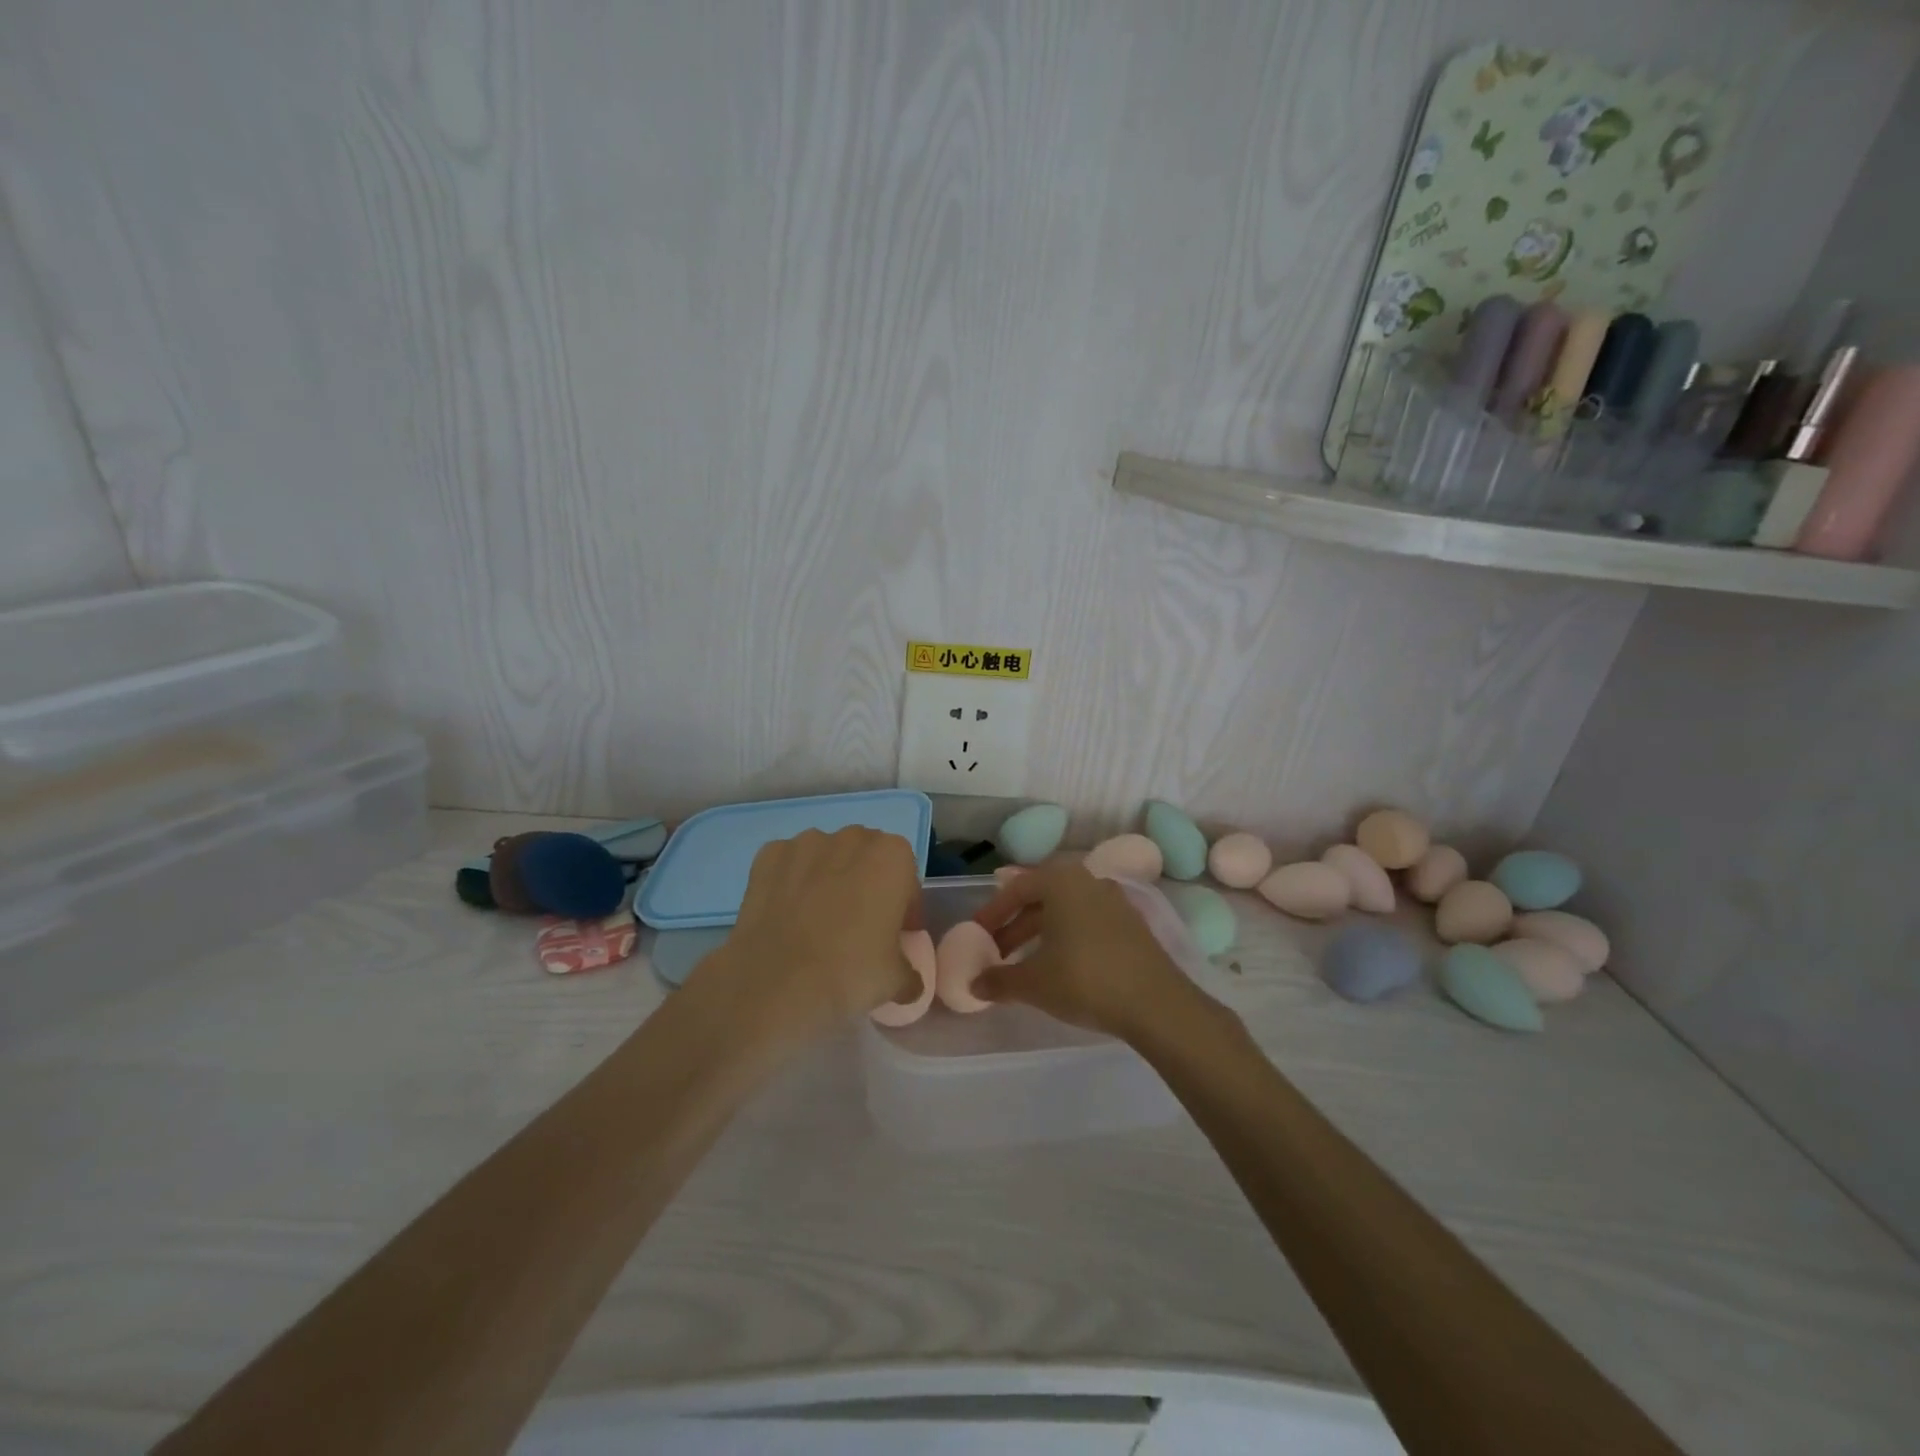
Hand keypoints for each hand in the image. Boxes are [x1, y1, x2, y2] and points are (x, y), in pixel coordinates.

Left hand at [693, 827, 922, 1043]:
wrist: (774, 987)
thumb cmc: (849, 975)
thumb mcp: (898, 983)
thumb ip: (910, 971)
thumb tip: (907, 978)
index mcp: (891, 856)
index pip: (906, 877)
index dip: (903, 908)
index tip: (894, 937)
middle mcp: (851, 838)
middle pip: (867, 859)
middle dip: (866, 886)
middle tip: (858, 929)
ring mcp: (805, 843)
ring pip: (827, 857)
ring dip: (828, 880)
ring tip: (818, 924)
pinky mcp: (767, 856)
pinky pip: (790, 865)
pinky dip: (791, 883)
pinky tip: (788, 917)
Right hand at [971, 863, 1202, 1042]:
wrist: (1156, 1004)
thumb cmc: (1084, 979)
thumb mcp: (1033, 983)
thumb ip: (999, 980)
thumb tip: (974, 984)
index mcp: (1061, 881)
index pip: (1016, 888)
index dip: (992, 913)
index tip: (977, 936)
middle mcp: (1088, 881)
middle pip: (1041, 898)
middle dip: (1015, 925)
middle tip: (997, 953)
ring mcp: (1114, 902)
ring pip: (1065, 912)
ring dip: (1040, 934)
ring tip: (1024, 965)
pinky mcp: (1131, 925)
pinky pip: (1087, 923)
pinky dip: (1066, 939)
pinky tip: (1060, 968)